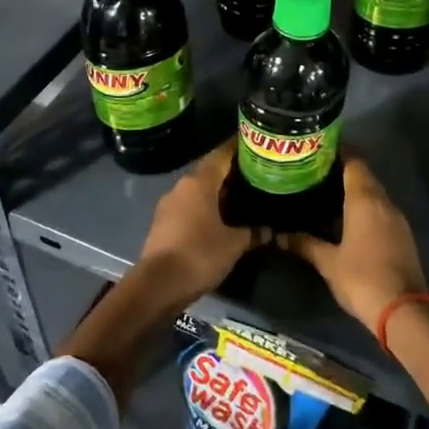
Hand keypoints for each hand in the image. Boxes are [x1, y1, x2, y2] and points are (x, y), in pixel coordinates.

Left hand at [137, 140, 261, 305]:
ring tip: (243, 196)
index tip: (254, 144)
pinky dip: (206, 208)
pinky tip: (222, 218)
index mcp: (199, 183)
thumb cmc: (200, 254)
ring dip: (218, 192)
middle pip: (209, 172)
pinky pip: (189, 207)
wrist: (158, 284)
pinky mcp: (163, 223)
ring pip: (198, 191)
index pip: (221, 155)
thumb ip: (253, 233)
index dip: (237, 148)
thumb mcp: (234, 244)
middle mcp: (181, 187)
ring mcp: (169, 205)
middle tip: (256, 174)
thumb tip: (270, 230)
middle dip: (231, 173)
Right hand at [279, 156, 427, 329]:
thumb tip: (278, 236)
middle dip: (342, 171)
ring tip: (327, 193)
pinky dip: (366, 207)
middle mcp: (384, 202)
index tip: (317, 151)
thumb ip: (303, 244)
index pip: (353, 162)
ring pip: (375, 193)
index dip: (337, 153)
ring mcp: (397, 218)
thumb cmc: (361, 278)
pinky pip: (382, 210)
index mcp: (365, 200)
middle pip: (364, 175)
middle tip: (315, 173)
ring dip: (355, 190)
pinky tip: (348, 218)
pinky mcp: (403, 235)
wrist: (402, 310)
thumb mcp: (327, 262)